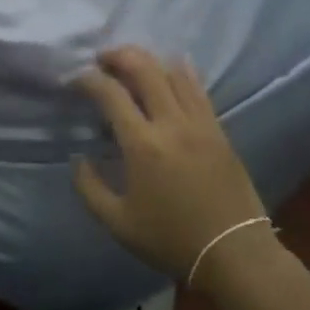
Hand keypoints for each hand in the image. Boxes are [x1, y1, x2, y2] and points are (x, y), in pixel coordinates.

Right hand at [74, 47, 275, 282]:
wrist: (235, 254)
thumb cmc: (172, 240)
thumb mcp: (119, 224)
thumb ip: (90, 189)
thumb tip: (79, 159)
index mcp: (143, 144)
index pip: (110, 93)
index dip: (88, 79)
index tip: (75, 80)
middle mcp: (171, 123)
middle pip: (144, 69)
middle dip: (118, 56)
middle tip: (102, 59)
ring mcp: (199, 123)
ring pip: (172, 72)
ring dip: (147, 59)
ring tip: (131, 62)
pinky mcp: (218, 129)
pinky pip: (197, 88)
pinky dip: (180, 70)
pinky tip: (171, 66)